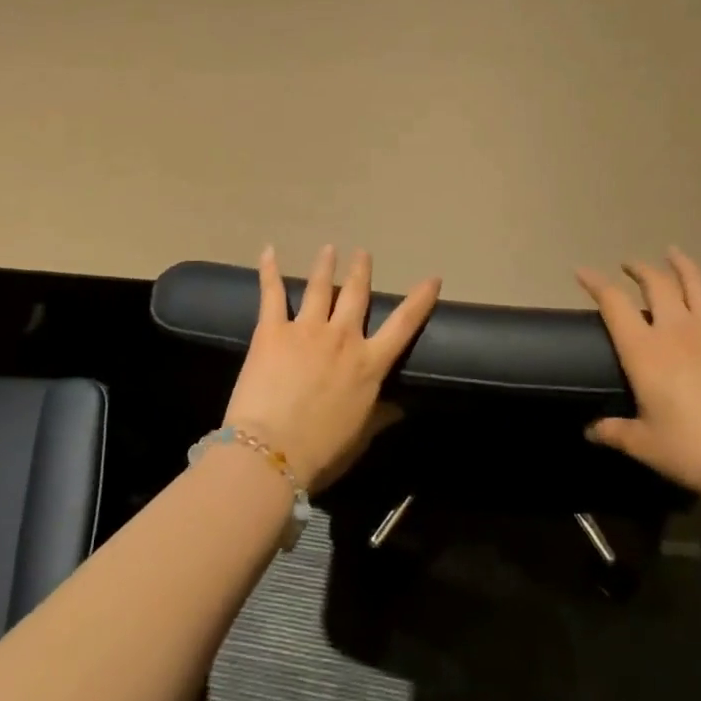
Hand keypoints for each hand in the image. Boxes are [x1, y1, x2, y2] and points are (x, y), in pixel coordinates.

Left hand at [222, 245, 441, 491]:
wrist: (272, 451)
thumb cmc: (321, 452)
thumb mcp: (360, 436)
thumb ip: (381, 417)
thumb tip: (400, 407)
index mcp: (369, 364)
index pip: (404, 325)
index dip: (419, 300)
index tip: (432, 278)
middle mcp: (343, 338)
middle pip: (356, 295)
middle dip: (361, 271)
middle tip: (362, 252)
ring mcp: (307, 329)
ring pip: (321, 287)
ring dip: (325, 265)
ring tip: (329, 248)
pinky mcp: (272, 330)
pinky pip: (272, 293)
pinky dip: (269, 270)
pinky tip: (269, 251)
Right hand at [578, 248, 700, 501]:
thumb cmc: (692, 449)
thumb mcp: (645, 445)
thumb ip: (615, 432)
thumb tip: (590, 431)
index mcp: (644, 350)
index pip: (614, 304)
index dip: (595, 283)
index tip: (582, 271)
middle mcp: (677, 330)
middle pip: (656, 284)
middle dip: (639, 269)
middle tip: (629, 265)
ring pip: (697, 286)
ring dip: (683, 266)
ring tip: (673, 253)